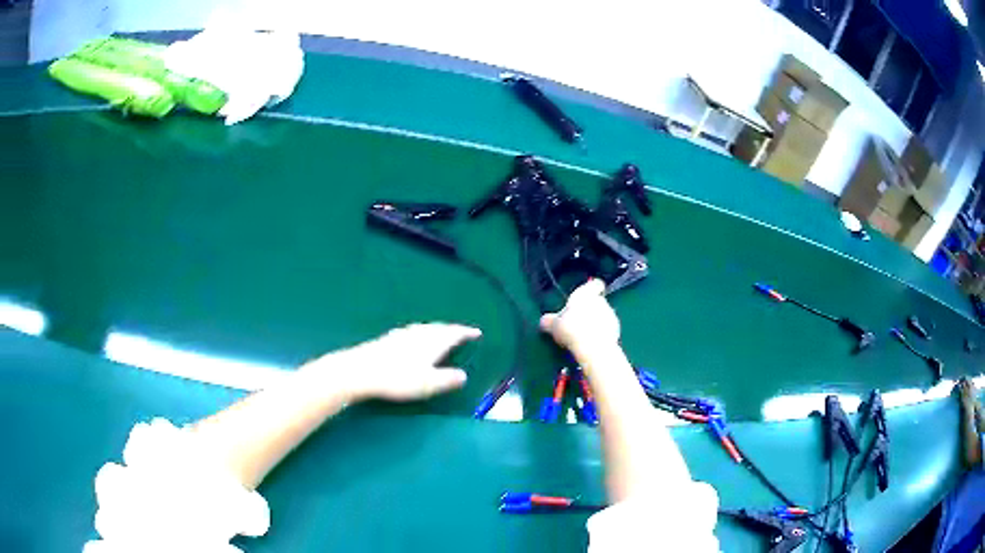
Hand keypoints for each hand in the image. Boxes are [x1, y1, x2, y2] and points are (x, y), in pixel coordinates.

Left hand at [318, 323, 481, 401]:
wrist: (360, 371)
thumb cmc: (397, 378)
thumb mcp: (428, 384)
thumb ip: (448, 379)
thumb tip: (464, 375)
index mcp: (432, 342)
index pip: (454, 333)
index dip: (466, 333)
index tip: (477, 332)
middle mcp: (418, 334)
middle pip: (439, 328)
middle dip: (451, 330)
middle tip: (461, 333)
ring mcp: (401, 335)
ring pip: (424, 329)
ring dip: (435, 330)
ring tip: (440, 334)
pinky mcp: (387, 339)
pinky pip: (412, 332)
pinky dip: (420, 333)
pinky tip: (413, 338)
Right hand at [540, 279, 619, 351]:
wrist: (592, 346)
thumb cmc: (570, 328)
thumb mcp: (553, 325)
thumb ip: (548, 321)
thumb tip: (544, 321)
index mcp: (585, 294)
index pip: (595, 284)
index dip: (592, 288)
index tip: (588, 294)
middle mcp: (601, 301)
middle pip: (598, 301)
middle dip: (591, 309)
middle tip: (579, 321)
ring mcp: (611, 315)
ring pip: (604, 315)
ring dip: (597, 322)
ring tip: (585, 334)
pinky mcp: (617, 329)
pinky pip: (608, 328)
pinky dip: (603, 333)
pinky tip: (593, 343)